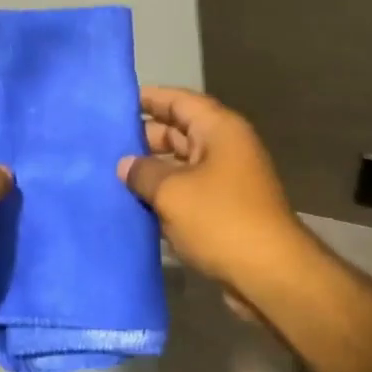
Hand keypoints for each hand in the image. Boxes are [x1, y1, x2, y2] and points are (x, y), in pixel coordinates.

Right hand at [118, 86, 306, 293]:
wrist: (268, 274)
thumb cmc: (220, 220)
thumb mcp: (172, 192)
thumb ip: (142, 172)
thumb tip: (125, 165)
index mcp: (219, 130)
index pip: (179, 100)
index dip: (148, 98)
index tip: (114, 103)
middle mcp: (224, 148)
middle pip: (178, 132)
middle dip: (143, 137)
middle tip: (103, 143)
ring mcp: (225, 181)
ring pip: (180, 165)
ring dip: (150, 170)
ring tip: (109, 173)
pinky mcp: (222, 210)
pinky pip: (186, 192)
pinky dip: (162, 195)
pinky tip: (131, 204)